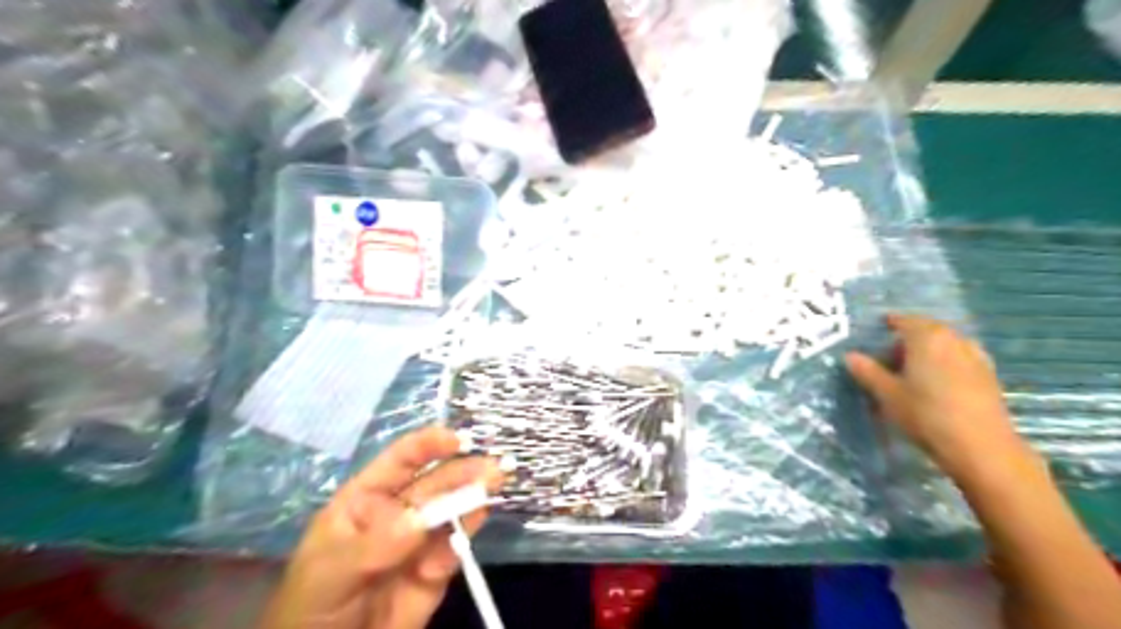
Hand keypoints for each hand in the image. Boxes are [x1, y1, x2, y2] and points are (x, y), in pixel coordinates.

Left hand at [261, 426, 500, 628]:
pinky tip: (481, 516)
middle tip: (492, 468)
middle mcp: (398, 513)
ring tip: (496, 482)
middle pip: (434, 484)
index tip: (456, 439)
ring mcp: (420, 542)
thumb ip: (375, 546)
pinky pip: (456, 547)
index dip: (428, 446)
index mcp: (366, 500)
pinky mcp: (436, 571)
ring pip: (451, 511)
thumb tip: (419, 519)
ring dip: (474, 495)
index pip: (400, 461)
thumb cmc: (310, 608)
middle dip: (462, 471)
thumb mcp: (330, 573)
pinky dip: (469, 531)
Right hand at [846, 314, 1026, 481]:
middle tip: (886, 359)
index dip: (888, 324)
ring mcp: (975, 357)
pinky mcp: (988, 376)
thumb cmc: (926, 414)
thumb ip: (868, 371)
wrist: (981, 448)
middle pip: (926, 331)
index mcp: (927, 337)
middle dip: (906, 341)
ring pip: (944, 345)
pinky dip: (943, 364)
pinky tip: (934, 385)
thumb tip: (850, 356)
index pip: (904, 320)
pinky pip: (958, 359)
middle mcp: (954, 339)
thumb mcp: (887, 394)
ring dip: (926, 352)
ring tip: (909, 373)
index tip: (875, 332)